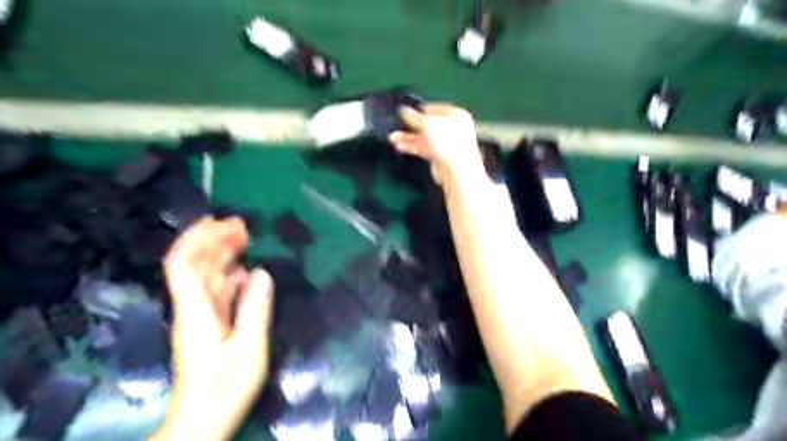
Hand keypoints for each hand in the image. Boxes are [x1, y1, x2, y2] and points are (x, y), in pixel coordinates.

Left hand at [151, 216, 273, 440]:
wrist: (203, 421)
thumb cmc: (225, 388)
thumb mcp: (248, 348)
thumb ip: (255, 309)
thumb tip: (262, 272)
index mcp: (197, 311)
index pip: (184, 265)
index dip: (197, 239)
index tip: (219, 221)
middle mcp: (194, 308)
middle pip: (196, 265)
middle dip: (214, 240)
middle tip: (243, 224)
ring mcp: (202, 317)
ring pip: (208, 277)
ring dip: (223, 254)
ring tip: (246, 238)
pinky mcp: (210, 325)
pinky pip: (218, 292)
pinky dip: (231, 276)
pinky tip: (245, 269)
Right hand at [387, 103, 486, 185]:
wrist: (457, 171)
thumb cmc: (447, 141)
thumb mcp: (427, 124)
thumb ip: (414, 117)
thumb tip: (403, 110)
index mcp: (456, 115)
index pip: (435, 109)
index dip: (420, 110)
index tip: (405, 112)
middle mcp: (453, 128)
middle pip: (429, 125)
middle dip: (411, 126)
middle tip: (396, 125)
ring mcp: (446, 144)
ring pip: (424, 138)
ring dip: (408, 138)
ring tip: (392, 138)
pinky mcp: (440, 157)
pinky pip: (424, 149)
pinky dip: (413, 147)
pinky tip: (400, 146)